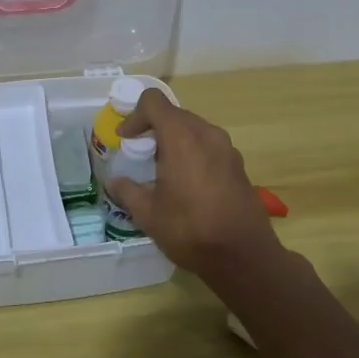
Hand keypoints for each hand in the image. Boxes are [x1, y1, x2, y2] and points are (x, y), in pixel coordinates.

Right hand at [104, 89, 280, 278]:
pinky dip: (193, 153)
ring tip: (162, 170)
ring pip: (193, 129)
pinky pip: (209, 146)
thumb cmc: (190, 229)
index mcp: (181, 136)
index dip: (134, 115)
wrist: (244, 256)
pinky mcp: (238, 164)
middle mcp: (206, 133)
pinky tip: (187, 184)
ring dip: (174, 140)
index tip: (125, 139)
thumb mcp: (148, 213)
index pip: (153, 101)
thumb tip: (114, 181)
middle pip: (174, 114)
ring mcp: (227, 148)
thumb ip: (127, 191)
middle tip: (140, 154)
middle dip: (153, 128)